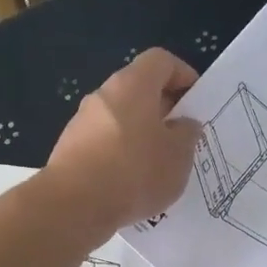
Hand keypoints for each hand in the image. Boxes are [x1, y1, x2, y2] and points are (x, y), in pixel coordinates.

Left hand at [43, 49, 201, 240]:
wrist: (73, 205)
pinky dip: (122, 153)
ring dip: (143, 134)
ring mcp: (83, 121)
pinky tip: (132, 182)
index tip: (196, 101)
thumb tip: (183, 124)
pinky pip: (106, 142)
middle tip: (182, 137)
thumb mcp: (179, 156)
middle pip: (139, 89)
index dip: (183, 74)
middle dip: (164, 109)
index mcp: (133, 85)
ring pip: (122, 118)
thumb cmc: (135, 172)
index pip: (161, 61)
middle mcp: (104, 95)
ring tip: (159, 165)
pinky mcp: (70, 148)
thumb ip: (188, 134)